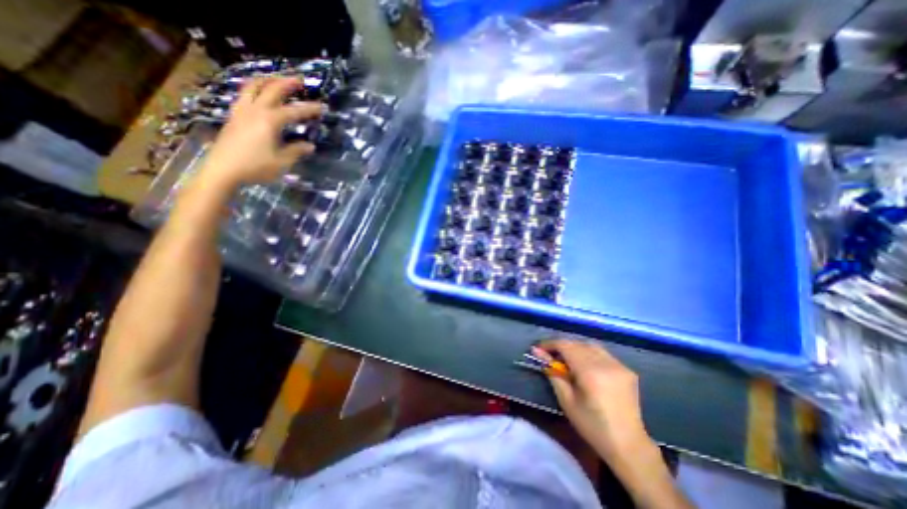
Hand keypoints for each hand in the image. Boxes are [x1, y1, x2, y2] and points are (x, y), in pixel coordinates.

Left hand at [198, 78, 322, 190]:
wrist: (223, 170)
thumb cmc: (255, 167)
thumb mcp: (282, 162)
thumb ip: (296, 151)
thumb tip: (309, 145)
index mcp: (269, 121)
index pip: (294, 111)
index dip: (309, 108)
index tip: (321, 107)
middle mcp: (255, 110)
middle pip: (271, 89)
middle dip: (287, 83)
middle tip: (299, 80)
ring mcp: (241, 111)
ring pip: (253, 87)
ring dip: (267, 80)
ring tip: (277, 80)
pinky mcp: (233, 116)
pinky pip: (244, 94)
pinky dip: (254, 88)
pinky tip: (258, 93)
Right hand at [532, 338, 648, 461]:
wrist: (628, 445)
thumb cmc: (592, 426)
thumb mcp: (566, 400)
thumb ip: (553, 373)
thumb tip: (537, 352)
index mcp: (590, 372)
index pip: (565, 346)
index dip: (550, 344)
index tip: (538, 349)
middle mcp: (606, 363)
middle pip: (577, 343)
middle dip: (561, 346)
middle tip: (551, 356)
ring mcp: (619, 365)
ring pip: (590, 345)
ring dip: (576, 348)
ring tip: (568, 360)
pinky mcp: (627, 369)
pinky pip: (603, 353)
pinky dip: (589, 354)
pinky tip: (586, 366)